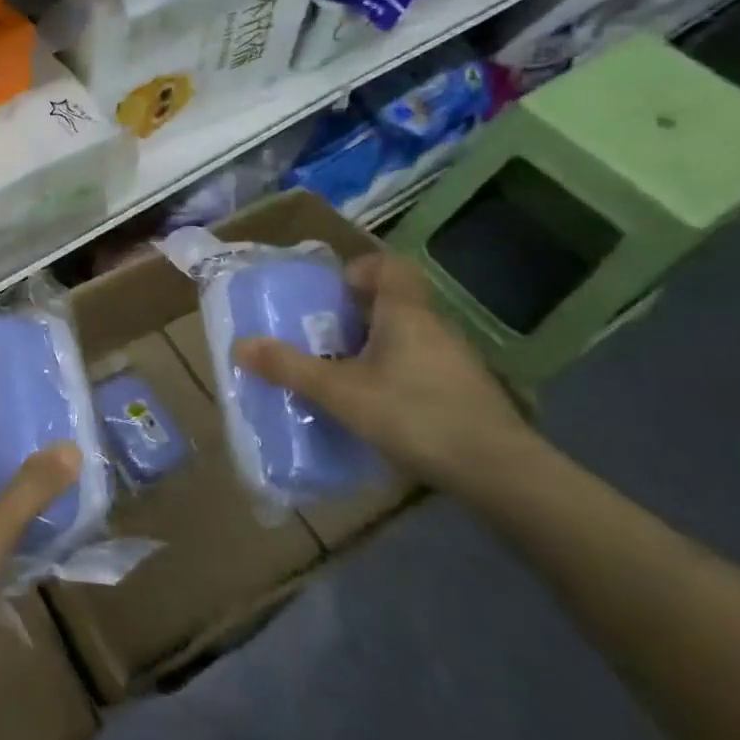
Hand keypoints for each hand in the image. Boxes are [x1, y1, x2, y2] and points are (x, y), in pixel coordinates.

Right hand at [230, 251, 532, 493]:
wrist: (500, 473)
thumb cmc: (415, 415)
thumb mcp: (340, 392)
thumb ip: (290, 367)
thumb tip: (239, 345)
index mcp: (405, 313)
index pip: (389, 266)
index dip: (358, 270)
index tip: (331, 294)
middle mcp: (434, 327)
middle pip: (392, 303)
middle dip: (354, 315)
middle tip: (320, 337)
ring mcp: (455, 361)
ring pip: (406, 338)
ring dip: (373, 348)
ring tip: (340, 375)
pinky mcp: (465, 393)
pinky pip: (420, 367)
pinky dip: (395, 376)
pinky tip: (377, 408)